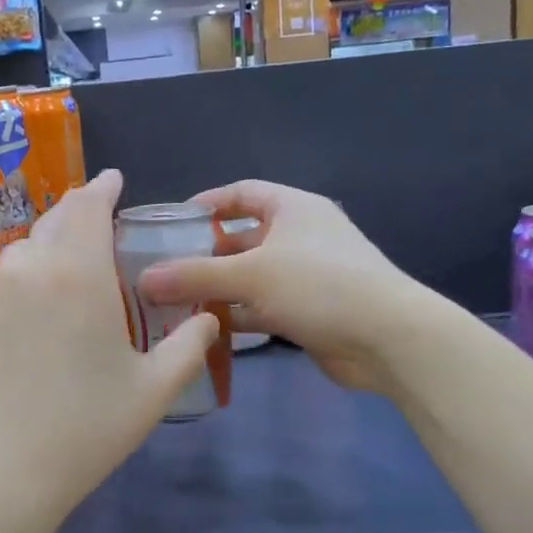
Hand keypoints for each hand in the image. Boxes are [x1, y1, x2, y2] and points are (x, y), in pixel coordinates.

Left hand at [0, 169, 219, 518]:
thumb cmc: (84, 427)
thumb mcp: (153, 390)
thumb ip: (188, 345)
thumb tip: (207, 319)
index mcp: (75, 272)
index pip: (87, 205)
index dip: (102, 187)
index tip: (114, 181)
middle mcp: (26, 269)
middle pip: (52, 223)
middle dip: (77, 216)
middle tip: (99, 231)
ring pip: (22, 255)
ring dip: (49, 252)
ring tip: (68, 278)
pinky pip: (0, 289)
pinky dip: (23, 289)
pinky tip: (32, 326)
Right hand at [139, 179, 417, 393]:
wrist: (388, 339)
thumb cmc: (319, 286)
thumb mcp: (251, 274)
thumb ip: (195, 276)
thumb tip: (144, 279)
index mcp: (292, 209)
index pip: (242, 194)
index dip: (206, 204)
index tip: (170, 222)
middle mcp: (299, 237)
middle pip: (241, 238)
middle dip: (203, 255)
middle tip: (161, 271)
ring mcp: (305, 276)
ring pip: (249, 277)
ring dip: (216, 290)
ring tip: (172, 303)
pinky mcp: (307, 312)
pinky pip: (261, 308)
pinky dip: (235, 316)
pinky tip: (203, 330)